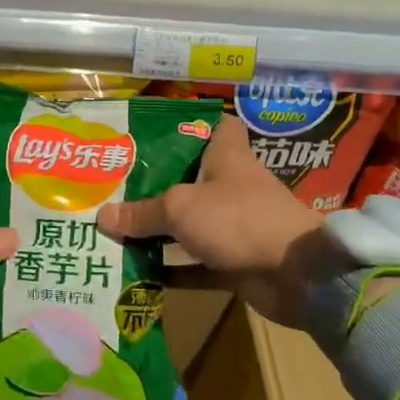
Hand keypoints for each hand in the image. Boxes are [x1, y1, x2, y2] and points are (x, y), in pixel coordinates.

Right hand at [96, 117, 326, 307]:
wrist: (297, 275)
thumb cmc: (238, 218)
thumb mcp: (180, 208)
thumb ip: (141, 213)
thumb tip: (102, 217)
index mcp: (226, 157)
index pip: (216, 126)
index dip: (191, 124)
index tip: (157, 132)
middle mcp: (231, 187)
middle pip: (191, 179)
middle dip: (156, 185)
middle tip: (115, 188)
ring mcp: (235, 226)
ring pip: (190, 225)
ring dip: (159, 232)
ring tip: (116, 231)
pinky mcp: (236, 262)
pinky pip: (197, 265)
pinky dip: (173, 271)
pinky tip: (139, 273)